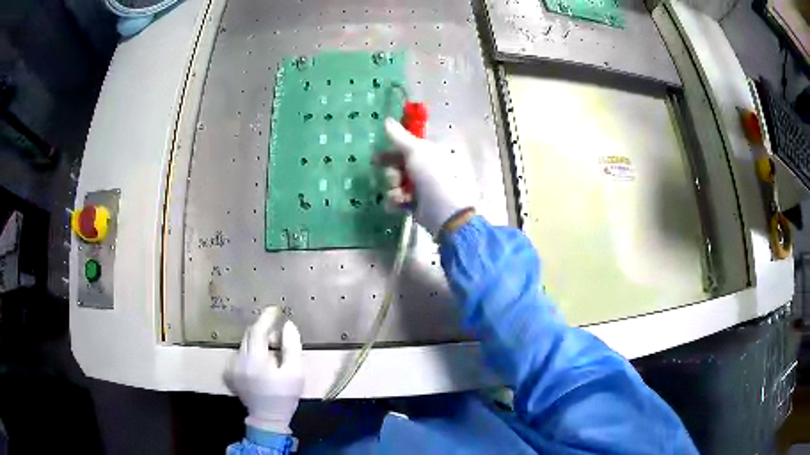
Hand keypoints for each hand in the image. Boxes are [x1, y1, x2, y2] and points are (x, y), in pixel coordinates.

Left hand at [225, 307, 303, 434]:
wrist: (268, 418)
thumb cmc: (284, 396)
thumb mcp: (295, 373)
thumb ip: (292, 347)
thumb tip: (287, 325)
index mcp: (255, 360)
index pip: (257, 331)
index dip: (266, 318)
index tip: (275, 309)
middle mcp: (239, 360)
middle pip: (249, 335)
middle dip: (263, 330)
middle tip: (278, 333)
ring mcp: (231, 366)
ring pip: (244, 343)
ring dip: (257, 341)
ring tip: (272, 351)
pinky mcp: (229, 372)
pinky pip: (240, 353)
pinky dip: (250, 351)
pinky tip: (261, 362)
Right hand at [376, 118, 476, 235]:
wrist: (444, 210)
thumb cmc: (432, 175)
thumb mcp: (415, 151)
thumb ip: (399, 136)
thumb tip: (387, 120)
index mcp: (428, 153)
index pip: (404, 149)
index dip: (389, 153)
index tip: (376, 159)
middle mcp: (425, 169)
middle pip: (397, 168)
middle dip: (392, 174)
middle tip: (395, 179)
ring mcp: (420, 188)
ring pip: (394, 184)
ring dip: (393, 189)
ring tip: (400, 195)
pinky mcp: (415, 205)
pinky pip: (397, 200)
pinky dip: (396, 202)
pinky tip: (400, 205)